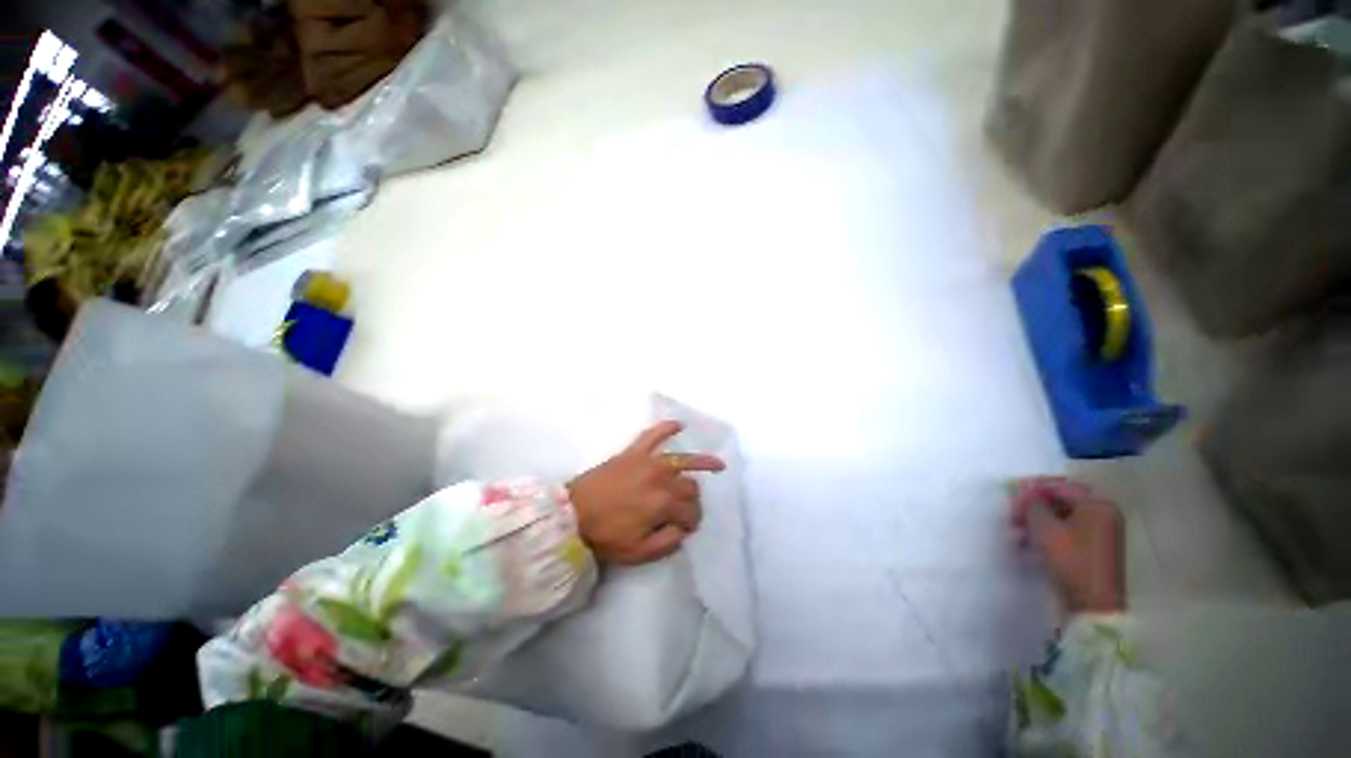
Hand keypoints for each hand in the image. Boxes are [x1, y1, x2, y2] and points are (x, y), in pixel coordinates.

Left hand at [567, 421, 725, 564]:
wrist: (572, 513)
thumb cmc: (604, 535)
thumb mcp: (638, 553)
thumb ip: (667, 542)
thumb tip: (683, 530)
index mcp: (663, 504)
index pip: (691, 512)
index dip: (692, 523)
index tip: (686, 529)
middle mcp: (662, 479)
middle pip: (690, 488)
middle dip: (693, 501)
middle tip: (685, 511)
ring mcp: (648, 462)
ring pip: (683, 461)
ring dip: (702, 462)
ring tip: (718, 464)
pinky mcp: (633, 452)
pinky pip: (653, 435)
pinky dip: (666, 428)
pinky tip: (678, 424)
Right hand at [1011, 477, 1124, 613]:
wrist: (1092, 604)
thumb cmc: (1071, 559)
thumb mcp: (1045, 527)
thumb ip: (1033, 504)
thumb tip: (1026, 492)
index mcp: (1098, 505)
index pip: (1060, 486)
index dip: (1033, 488)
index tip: (1011, 493)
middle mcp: (1102, 515)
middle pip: (1060, 502)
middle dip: (1032, 507)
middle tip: (1011, 514)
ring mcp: (1099, 534)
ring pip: (1059, 518)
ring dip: (1035, 522)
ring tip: (1015, 532)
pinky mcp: (1091, 550)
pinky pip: (1064, 533)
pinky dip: (1045, 535)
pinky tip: (1026, 544)